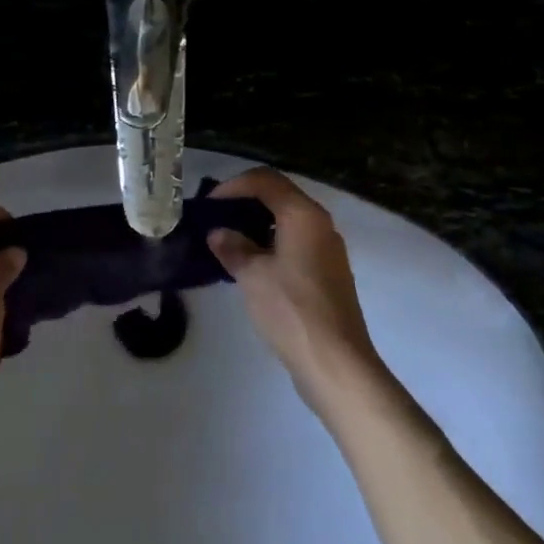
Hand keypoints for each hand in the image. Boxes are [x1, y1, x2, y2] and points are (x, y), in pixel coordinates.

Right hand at [207, 167, 382, 414]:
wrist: (335, 362)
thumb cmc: (290, 311)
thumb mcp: (252, 276)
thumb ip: (233, 247)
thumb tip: (219, 233)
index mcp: (303, 215)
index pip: (265, 180)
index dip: (233, 186)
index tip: (208, 204)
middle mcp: (320, 224)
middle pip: (279, 196)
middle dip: (244, 202)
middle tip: (215, 218)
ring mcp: (328, 249)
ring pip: (287, 221)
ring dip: (257, 224)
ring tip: (228, 240)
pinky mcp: (328, 273)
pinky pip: (295, 243)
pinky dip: (271, 243)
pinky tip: (251, 264)